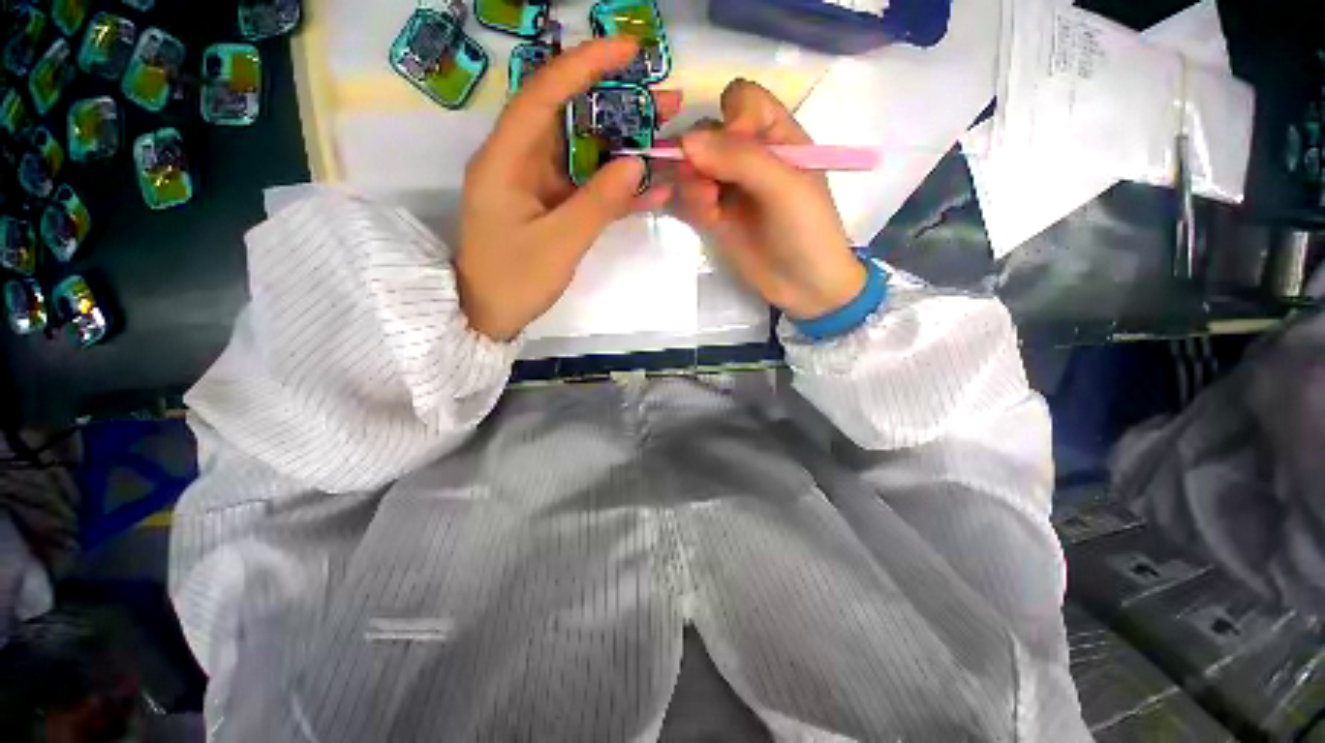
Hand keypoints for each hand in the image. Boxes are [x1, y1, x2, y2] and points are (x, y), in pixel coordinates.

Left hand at [457, 39, 679, 340]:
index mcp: (506, 159)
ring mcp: (539, 186)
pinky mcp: (553, 207)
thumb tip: (636, 165)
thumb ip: (597, 203)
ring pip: (585, 153)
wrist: (488, 315)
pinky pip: (589, 188)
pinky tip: (653, 188)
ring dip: (625, 147)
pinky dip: (618, 188)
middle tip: (666, 102)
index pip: (544, 93)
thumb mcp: (558, 243)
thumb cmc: (513, 280)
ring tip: (668, 136)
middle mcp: (521, 161)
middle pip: (571, 118)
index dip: (585, 65)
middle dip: (619, 106)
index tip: (629, 50)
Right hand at [674, 80, 865, 320]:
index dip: (730, 117)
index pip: (741, 101)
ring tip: (708, 207)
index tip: (732, 148)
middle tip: (708, 186)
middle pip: (707, 132)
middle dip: (700, 155)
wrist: (804, 287)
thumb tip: (686, 141)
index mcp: (777, 135)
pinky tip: (701, 216)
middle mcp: (748, 156)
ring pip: (691, 166)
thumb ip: (740, 159)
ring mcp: (728, 187)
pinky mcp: (714, 215)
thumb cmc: (807, 231)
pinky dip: (686, 202)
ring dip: (690, 182)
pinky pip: (687, 197)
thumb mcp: (785, 187)